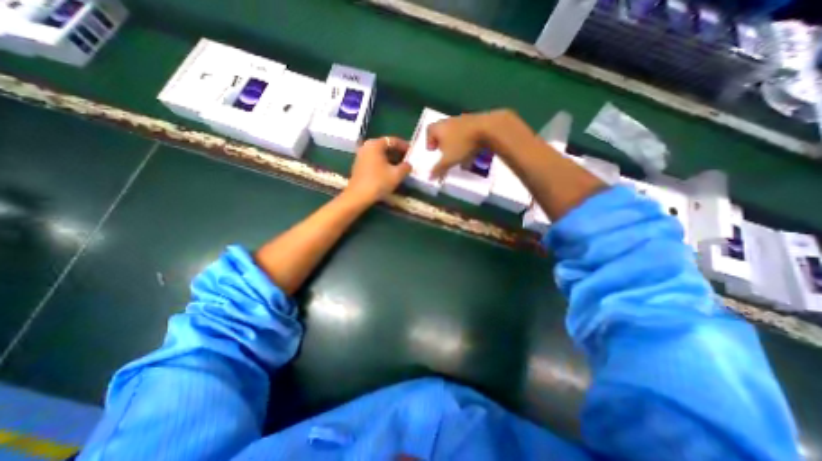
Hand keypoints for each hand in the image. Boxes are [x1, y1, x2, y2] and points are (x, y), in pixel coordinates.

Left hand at [343, 134, 411, 203]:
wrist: (358, 196)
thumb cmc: (379, 182)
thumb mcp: (397, 174)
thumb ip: (406, 167)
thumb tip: (408, 165)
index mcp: (375, 144)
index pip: (393, 141)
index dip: (404, 146)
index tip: (412, 152)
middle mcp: (366, 146)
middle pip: (385, 146)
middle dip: (397, 152)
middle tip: (407, 160)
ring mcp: (361, 156)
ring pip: (379, 154)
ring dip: (390, 159)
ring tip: (400, 167)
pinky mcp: (359, 166)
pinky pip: (374, 160)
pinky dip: (383, 164)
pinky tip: (389, 172)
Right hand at [427, 109, 529, 177]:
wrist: (487, 129)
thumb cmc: (462, 144)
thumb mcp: (448, 160)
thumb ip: (438, 169)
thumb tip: (429, 177)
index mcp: (438, 127)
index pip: (428, 131)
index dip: (429, 141)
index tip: (433, 151)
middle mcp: (448, 121)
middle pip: (441, 131)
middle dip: (442, 143)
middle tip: (445, 153)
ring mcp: (462, 119)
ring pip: (454, 131)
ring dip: (455, 142)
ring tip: (459, 154)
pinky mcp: (475, 120)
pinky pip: (466, 131)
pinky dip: (466, 139)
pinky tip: (471, 149)